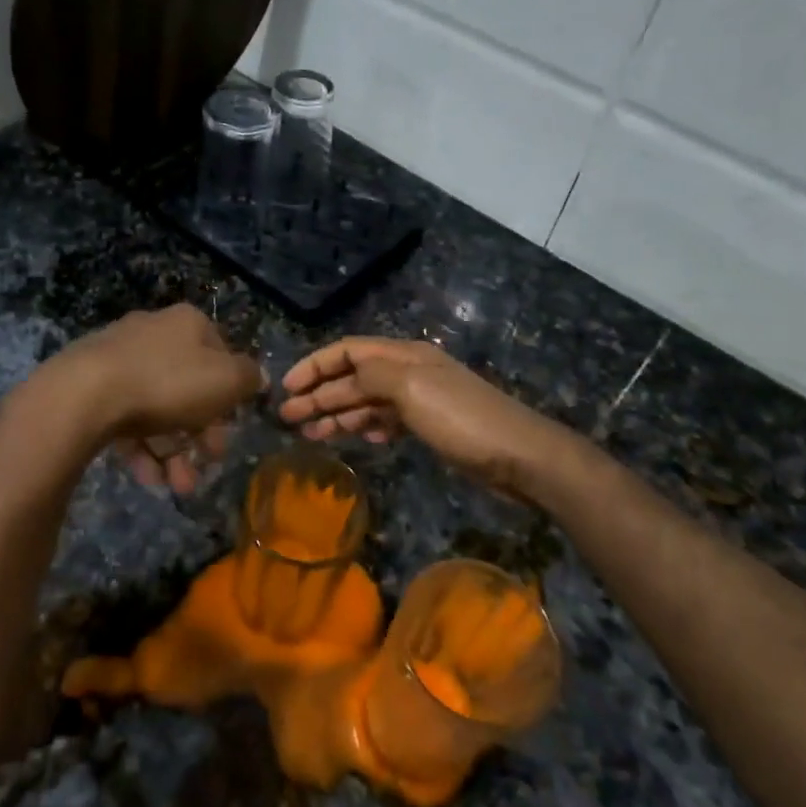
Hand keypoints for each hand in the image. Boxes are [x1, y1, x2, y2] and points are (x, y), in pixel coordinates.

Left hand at [42, 304, 264, 493]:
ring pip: (157, 408)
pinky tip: (148, 477)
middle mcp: (153, 333)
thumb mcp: (227, 380)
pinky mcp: (90, 386)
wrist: (84, 395)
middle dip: (200, 434)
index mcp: (187, 324)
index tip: (232, 429)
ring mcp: (118, 359)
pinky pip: (125, 418)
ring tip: (177, 486)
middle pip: (189, 388)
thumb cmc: (168, 383)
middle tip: (207, 465)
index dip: (230, 395)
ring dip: (173, 451)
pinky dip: (141, 448)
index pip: (221, 356)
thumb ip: (249, 378)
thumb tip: (257, 378)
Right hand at [278, 338, 565, 498]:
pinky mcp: (431, 426)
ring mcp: (421, 399)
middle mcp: (409, 371)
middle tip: (288, 417)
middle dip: (319, 394)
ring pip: (367, 401)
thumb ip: (372, 374)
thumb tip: (344, 373)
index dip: (314, 365)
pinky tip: (358, 439)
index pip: (347, 351)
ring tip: (310, 434)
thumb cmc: (461, 419)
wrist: (519, 455)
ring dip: (337, 414)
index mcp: (403, 355)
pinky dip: (367, 427)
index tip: (286, 387)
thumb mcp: (411, 388)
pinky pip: (388, 420)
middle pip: (353, 377)